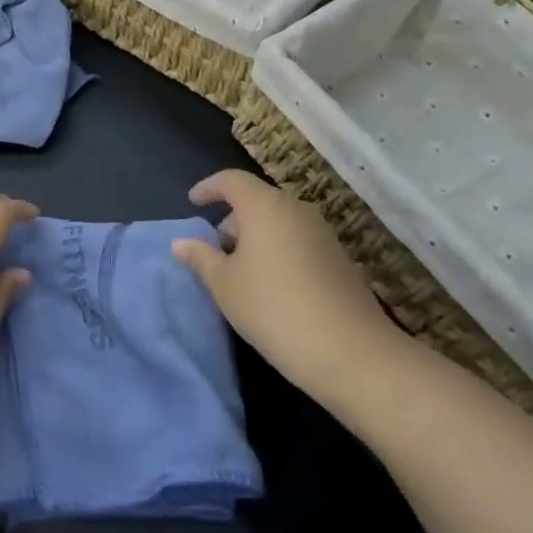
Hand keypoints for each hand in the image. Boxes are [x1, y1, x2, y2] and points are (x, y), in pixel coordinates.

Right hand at [171, 171, 413, 407]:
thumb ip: (201, 258)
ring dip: (256, 235)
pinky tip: (270, 284)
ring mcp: (322, 233)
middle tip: (214, 246)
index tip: (193, 202)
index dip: (209, 187)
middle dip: (233, 217)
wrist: (351, 352)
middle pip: (257, 200)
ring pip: (279, 221)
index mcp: (264, 206)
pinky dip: (277, 249)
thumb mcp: (225, 285)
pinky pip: (298, 240)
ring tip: (239, 269)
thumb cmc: (274, 309)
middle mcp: (295, 209)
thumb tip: (181, 242)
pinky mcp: (339, 258)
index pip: (232, 180)